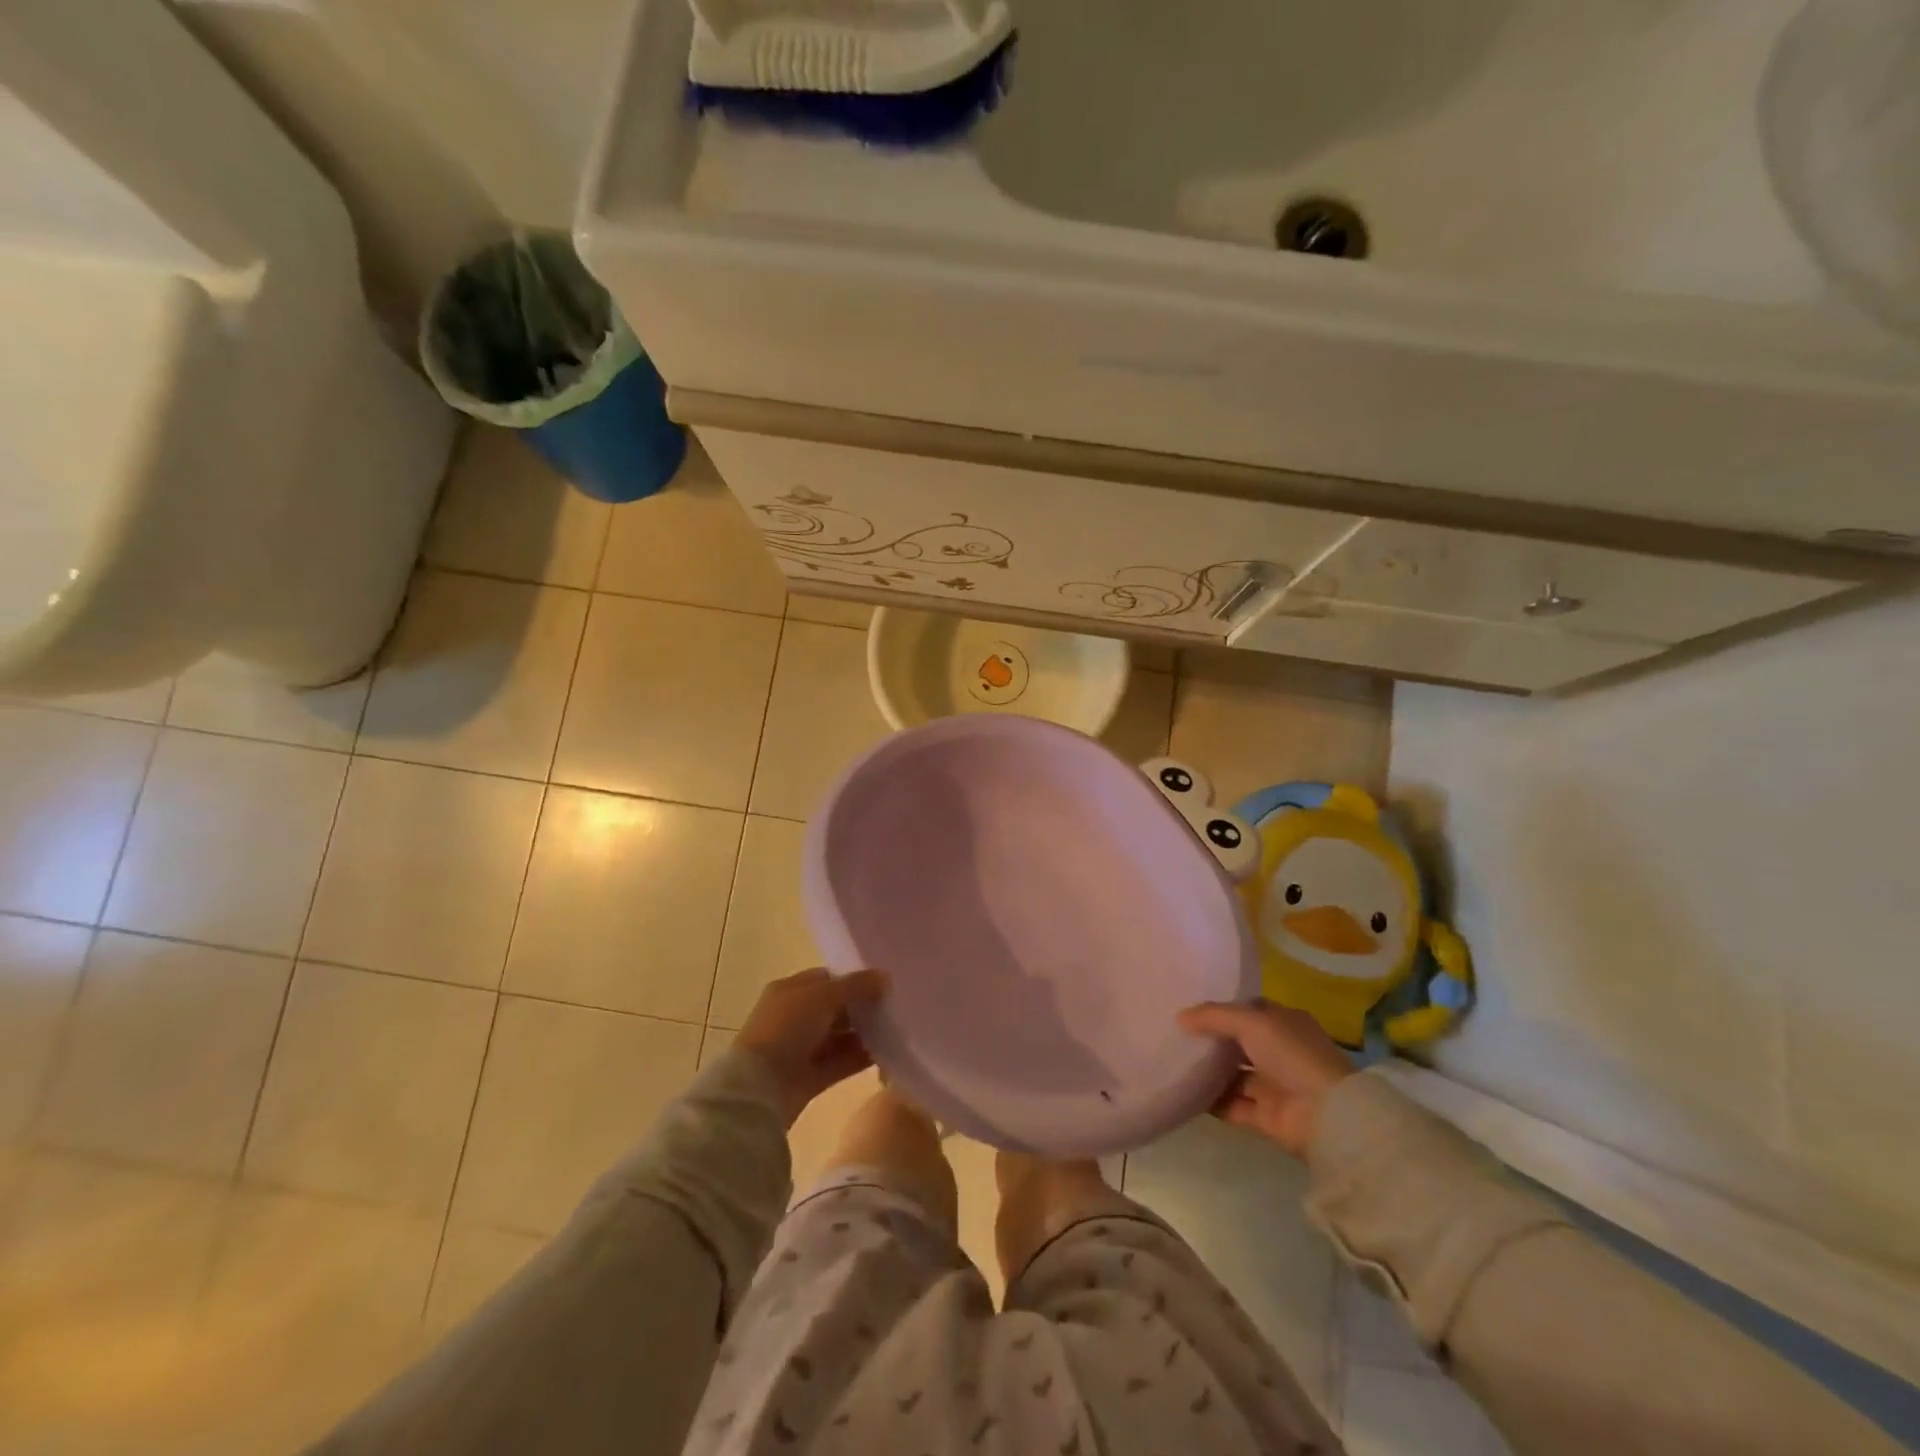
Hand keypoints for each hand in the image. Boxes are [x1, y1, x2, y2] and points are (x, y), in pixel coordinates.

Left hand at [736, 968, 888, 1125]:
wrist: (760, 1086)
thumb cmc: (787, 1028)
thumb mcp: (823, 996)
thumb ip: (856, 985)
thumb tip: (885, 976)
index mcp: (790, 990)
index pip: (827, 979)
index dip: (854, 979)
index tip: (883, 983)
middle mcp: (796, 1017)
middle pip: (836, 1008)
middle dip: (862, 1007)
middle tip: (894, 1006)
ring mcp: (803, 1048)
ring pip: (841, 1036)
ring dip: (865, 1033)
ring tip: (897, 1029)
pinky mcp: (811, 1077)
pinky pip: (842, 1062)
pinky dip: (861, 1057)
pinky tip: (887, 1052)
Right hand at [1177, 1000, 1353, 1159]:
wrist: (1327, 1116)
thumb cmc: (1292, 1055)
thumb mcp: (1251, 1022)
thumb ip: (1213, 1017)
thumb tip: (1180, 1018)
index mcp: (1284, 1023)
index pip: (1248, 1010)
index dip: (1221, 1008)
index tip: (1189, 1008)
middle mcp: (1279, 1052)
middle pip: (1238, 1043)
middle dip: (1211, 1040)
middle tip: (1174, 1034)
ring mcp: (1273, 1085)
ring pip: (1233, 1074)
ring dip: (1208, 1071)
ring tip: (1173, 1061)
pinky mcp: (1264, 1117)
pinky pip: (1231, 1105)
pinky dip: (1211, 1100)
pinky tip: (1184, 1092)